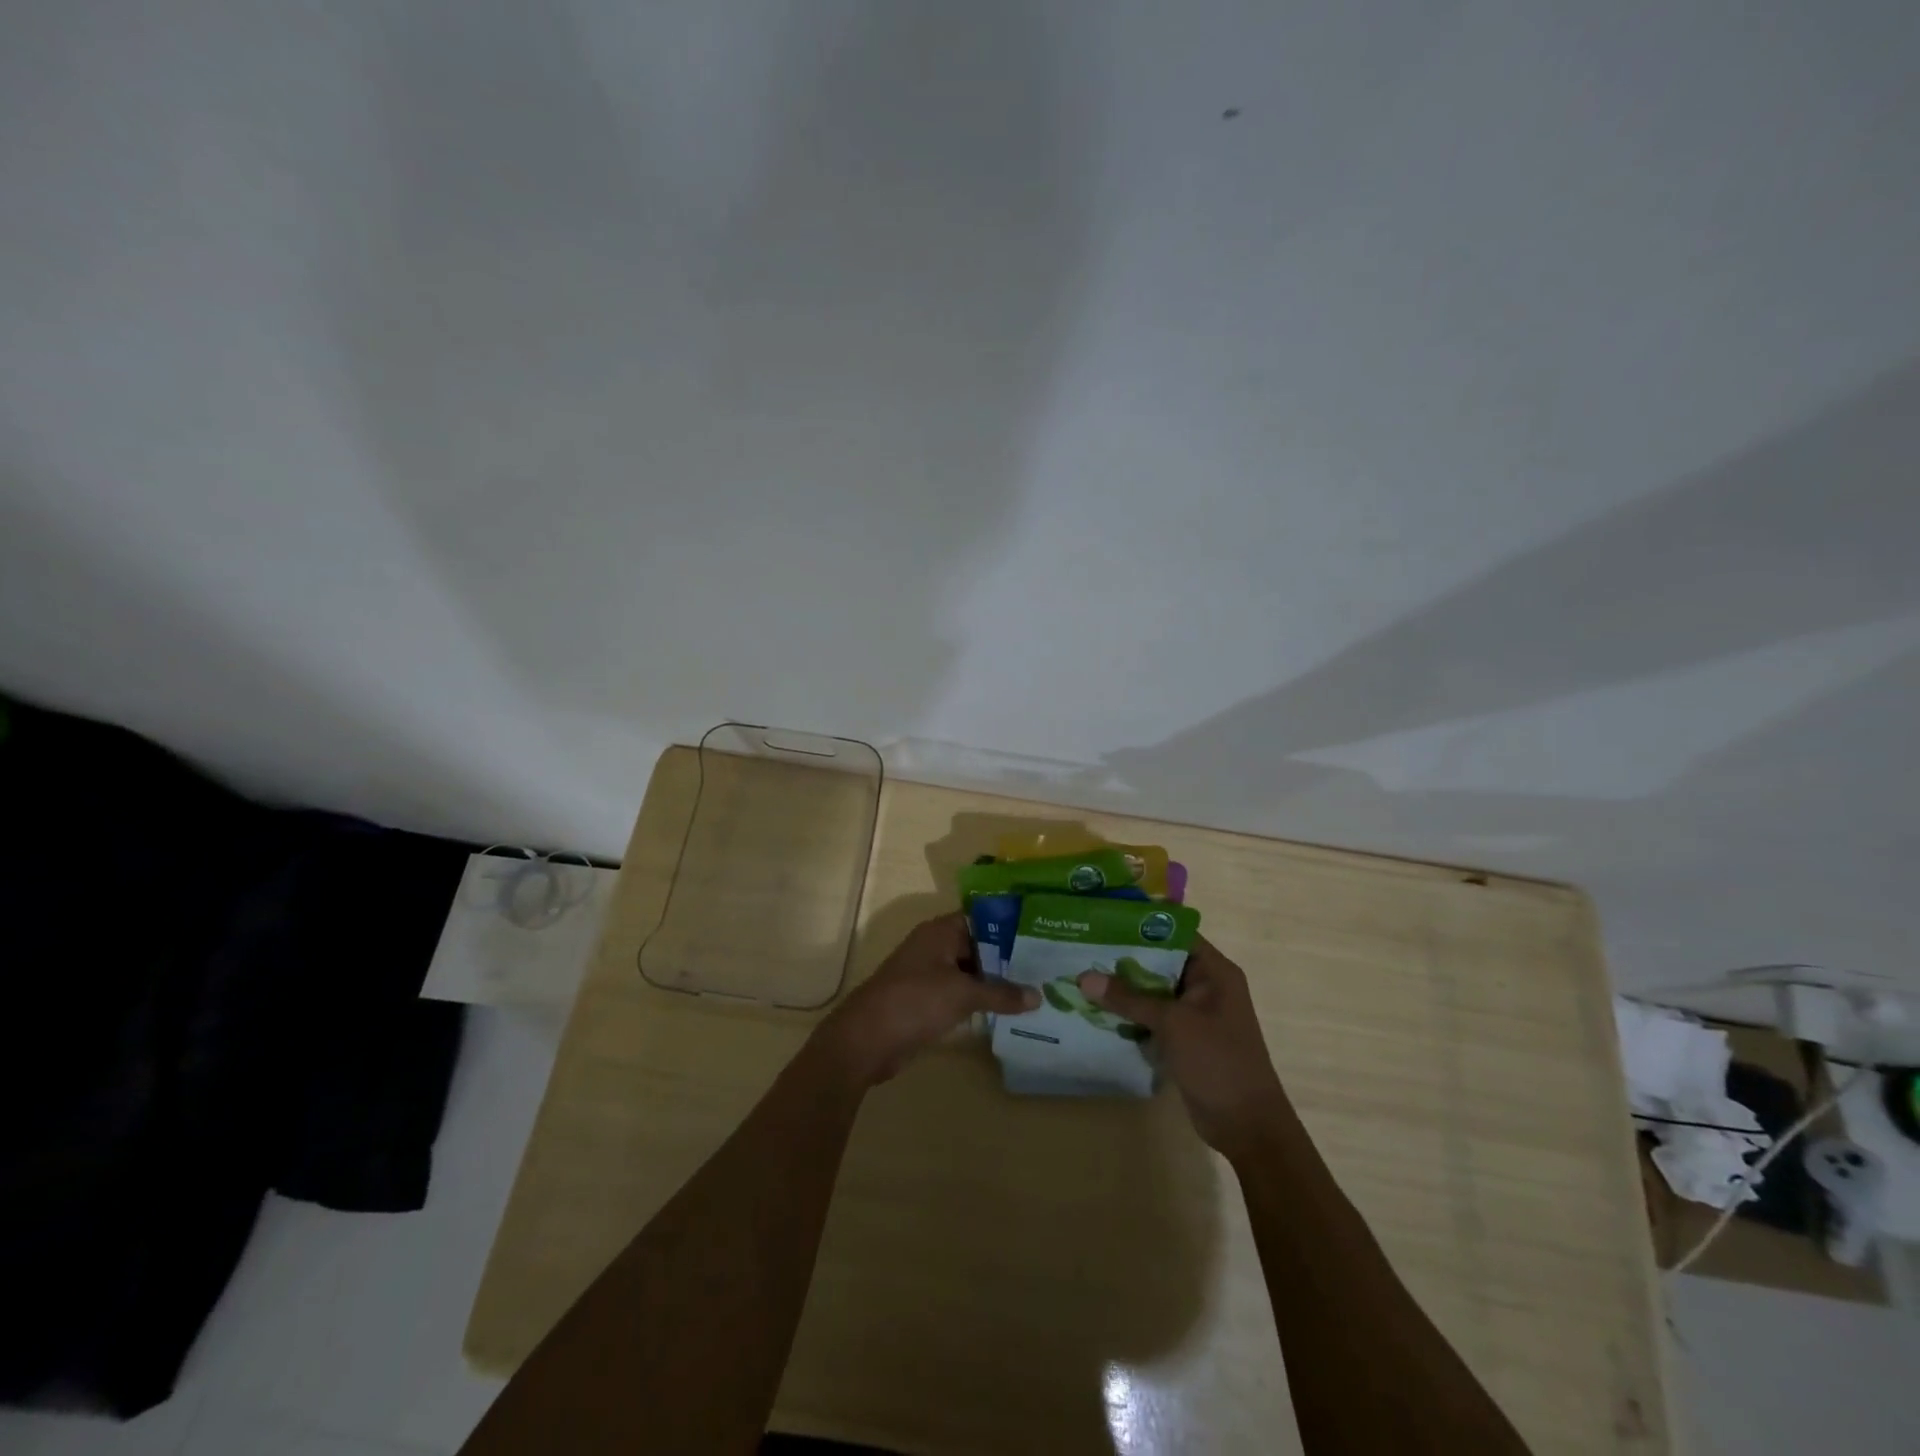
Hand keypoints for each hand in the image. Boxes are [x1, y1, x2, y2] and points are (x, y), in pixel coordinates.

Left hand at [816, 913, 1037, 1086]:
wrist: (866, 1039)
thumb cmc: (914, 1001)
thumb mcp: (962, 994)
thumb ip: (1001, 993)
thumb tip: (1038, 996)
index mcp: (940, 931)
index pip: (982, 918)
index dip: (1010, 925)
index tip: (1042, 933)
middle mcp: (936, 947)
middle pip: (979, 946)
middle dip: (1009, 957)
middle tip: (1048, 966)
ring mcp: (930, 974)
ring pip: (971, 972)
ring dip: (997, 982)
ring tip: (1037, 989)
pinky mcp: (928, 1001)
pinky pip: (962, 994)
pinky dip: (981, 1001)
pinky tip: (1010, 1012)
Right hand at [1079, 936, 1289, 1158]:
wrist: (1247, 1125)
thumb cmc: (1217, 1061)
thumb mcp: (1172, 1023)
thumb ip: (1129, 998)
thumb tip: (1084, 977)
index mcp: (1214, 971)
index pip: (1175, 933)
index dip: (1141, 925)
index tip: (1104, 920)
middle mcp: (1206, 986)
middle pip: (1160, 961)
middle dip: (1124, 957)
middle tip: (1083, 947)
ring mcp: (1195, 1014)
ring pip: (1153, 991)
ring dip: (1124, 988)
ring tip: (1082, 975)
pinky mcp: (1185, 1038)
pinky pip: (1153, 1017)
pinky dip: (1130, 1014)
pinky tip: (1097, 1010)